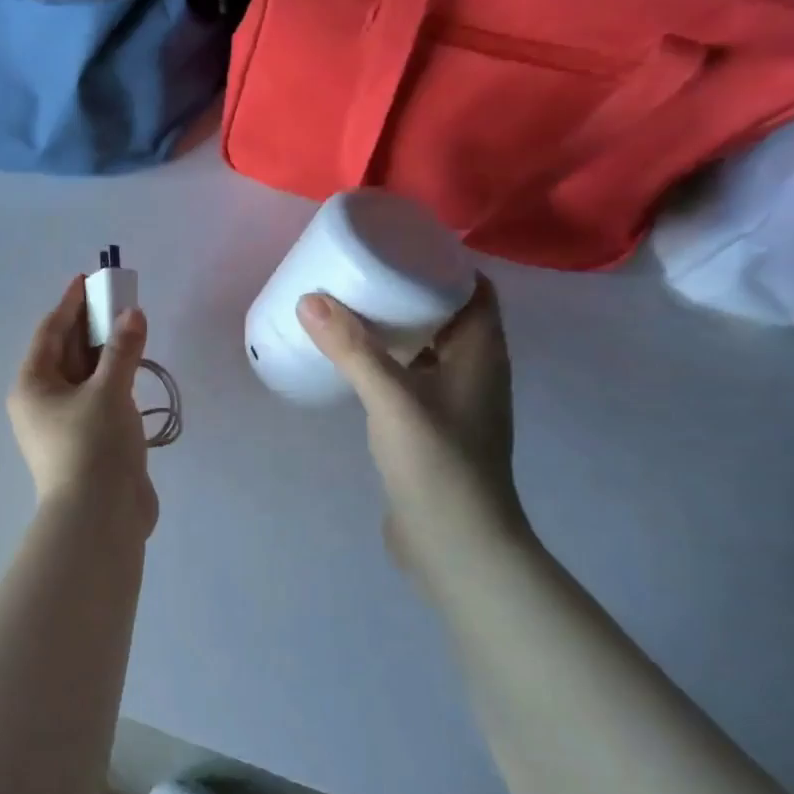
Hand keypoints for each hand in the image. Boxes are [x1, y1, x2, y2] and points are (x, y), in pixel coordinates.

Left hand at [8, 277, 158, 537]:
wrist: (100, 518)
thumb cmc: (93, 445)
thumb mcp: (109, 391)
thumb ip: (122, 350)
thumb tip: (132, 314)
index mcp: (33, 385)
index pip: (51, 332)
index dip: (70, 304)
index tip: (87, 280)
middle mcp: (42, 402)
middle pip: (66, 352)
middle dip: (90, 325)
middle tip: (118, 299)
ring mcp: (63, 424)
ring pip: (83, 376)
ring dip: (104, 352)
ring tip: (129, 326)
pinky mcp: (86, 442)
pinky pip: (97, 398)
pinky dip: (112, 380)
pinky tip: (132, 369)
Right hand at [297, 279, 527, 582]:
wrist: (456, 545)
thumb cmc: (437, 464)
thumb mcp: (393, 399)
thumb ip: (353, 349)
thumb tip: (311, 299)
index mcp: (482, 354)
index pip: (474, 291)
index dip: (444, 265)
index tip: (398, 249)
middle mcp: (475, 373)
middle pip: (448, 317)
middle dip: (410, 293)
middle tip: (362, 275)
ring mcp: (456, 404)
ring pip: (429, 350)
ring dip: (398, 329)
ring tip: (351, 310)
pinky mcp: (433, 430)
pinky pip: (412, 379)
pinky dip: (388, 363)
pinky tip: (354, 364)